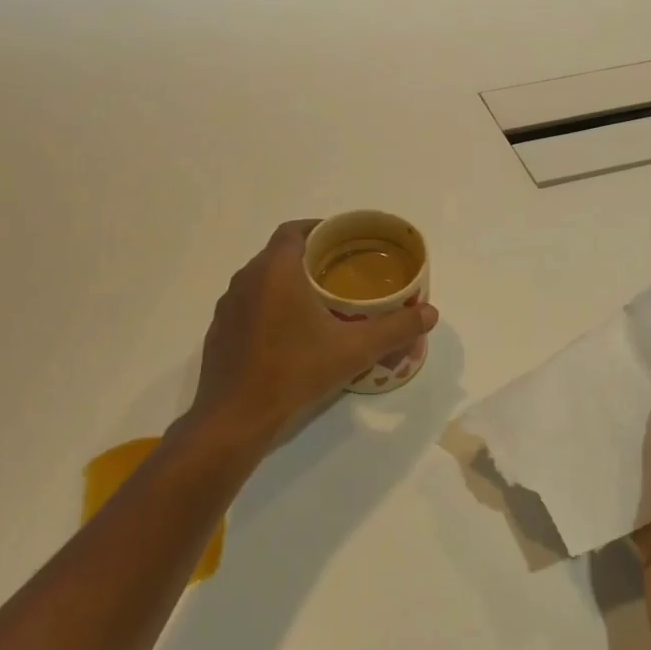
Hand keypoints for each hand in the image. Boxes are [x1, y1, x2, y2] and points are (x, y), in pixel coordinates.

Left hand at [185, 220, 438, 453]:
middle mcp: (247, 279)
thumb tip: (430, 313)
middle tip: (341, 273)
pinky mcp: (220, 331)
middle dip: (309, 257)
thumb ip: (395, 328)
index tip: (343, 242)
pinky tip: (290, 333)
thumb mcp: (353, 351)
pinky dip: (270, 306)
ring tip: (319, 301)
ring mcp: (229, 306)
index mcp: (275, 270)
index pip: (294, 230)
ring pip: (262, 279)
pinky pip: (249, 304)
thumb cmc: (293, 372)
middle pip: (279, 253)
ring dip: (288, 282)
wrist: (234, 420)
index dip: (319, 229)